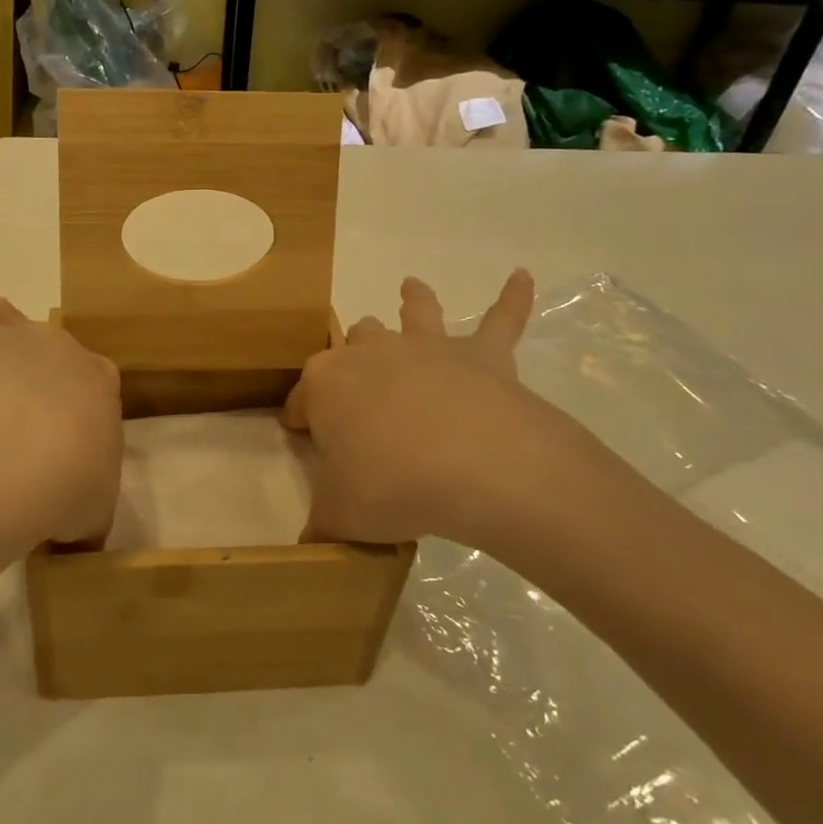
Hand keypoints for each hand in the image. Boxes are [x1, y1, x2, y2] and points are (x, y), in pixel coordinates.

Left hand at [0, 267, 122, 552]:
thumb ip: (85, 511)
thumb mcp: (95, 505)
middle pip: (22, 327)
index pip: (87, 370)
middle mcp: (40, 349)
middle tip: (2, 308)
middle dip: (12, 320)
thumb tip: (73, 531)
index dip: (76, 378)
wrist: (33, 452)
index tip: (72, 390)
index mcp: (89, 379)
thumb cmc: (77, 478)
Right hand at [284, 270, 601, 549]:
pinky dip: (513, 298)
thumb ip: (321, 525)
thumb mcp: (340, 516)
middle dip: (350, 358)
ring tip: (412, 287)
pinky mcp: (483, 355)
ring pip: (414, 314)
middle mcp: (372, 353)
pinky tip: (524, 277)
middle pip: (353, 345)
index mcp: (326, 384)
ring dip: (413, 302)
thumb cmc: (392, 485)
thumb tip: (309, 546)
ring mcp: (428, 348)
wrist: (477, 466)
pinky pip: (502, 319)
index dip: (298, 418)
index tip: (299, 436)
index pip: (301, 399)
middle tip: (358, 390)